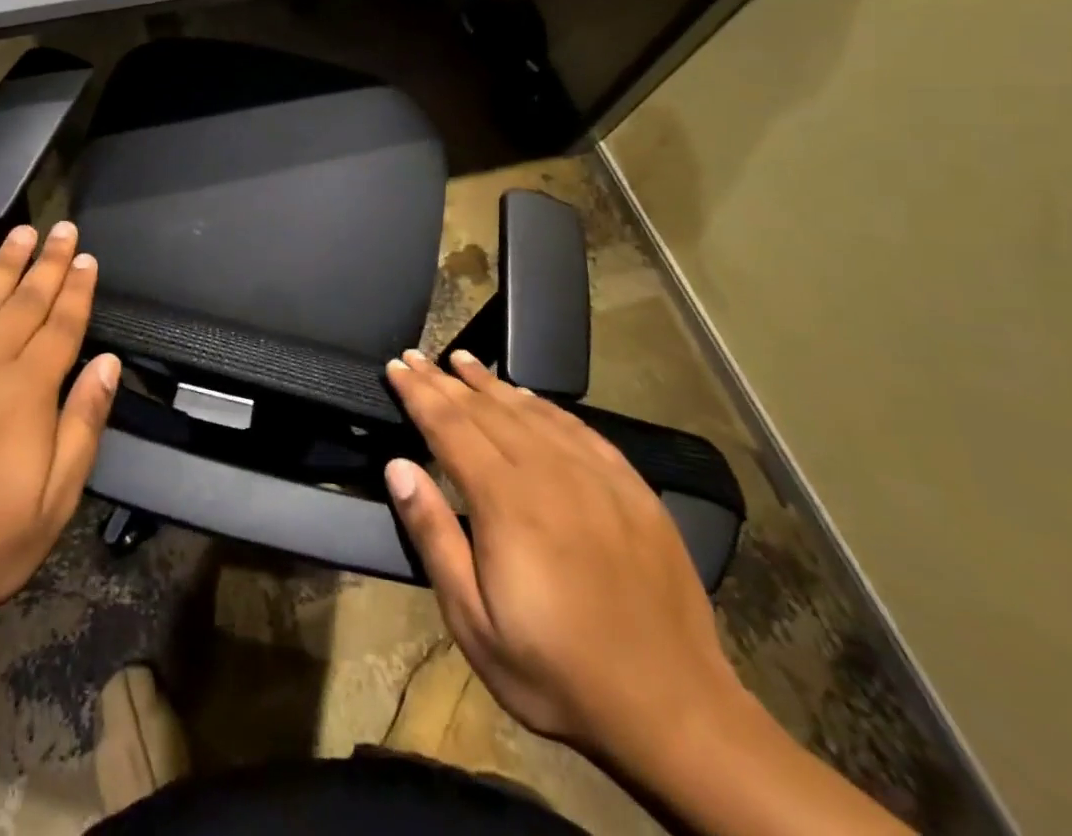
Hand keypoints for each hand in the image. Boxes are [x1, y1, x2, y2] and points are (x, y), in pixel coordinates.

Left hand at [0, 222, 119, 648]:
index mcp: (25, 391)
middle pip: (23, 300)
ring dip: (2, 263)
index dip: (77, 289)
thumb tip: (106, 361)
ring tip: (21, 233)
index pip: (61, 325)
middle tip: (62, 228)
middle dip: (47, 262)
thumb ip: (83, 423)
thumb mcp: (55, 500)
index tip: (86, 257)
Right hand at [383, 348, 742, 770]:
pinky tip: (529, 398)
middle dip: (444, 380)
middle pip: (486, 409)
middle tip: (415, 356)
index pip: (449, 426)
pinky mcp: (633, 490)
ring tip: (461, 360)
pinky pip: (579, 429)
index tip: (395, 366)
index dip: (418, 393)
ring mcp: (597, 477)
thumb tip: (397, 466)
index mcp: (506, 501)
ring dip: (490, 382)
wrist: (676, 714)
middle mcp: (550, 473)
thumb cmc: (555, 670)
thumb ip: (433, 535)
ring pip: (531, 411)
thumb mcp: (473, 621)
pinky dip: (544, 405)